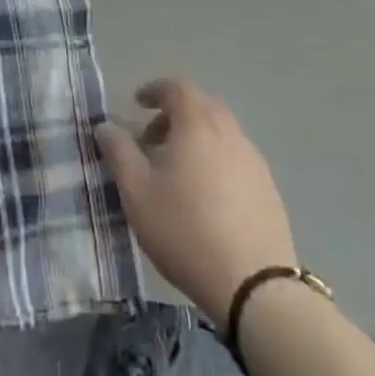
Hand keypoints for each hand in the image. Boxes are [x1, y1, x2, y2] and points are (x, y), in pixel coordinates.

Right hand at [97, 79, 298, 330]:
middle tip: (152, 140)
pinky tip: (206, 198)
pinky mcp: (269, 190)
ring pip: (220, 134)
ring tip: (176, 173)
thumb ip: (119, 152)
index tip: (137, 103)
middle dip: (173, 116)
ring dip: (196, 140)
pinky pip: (236, 160)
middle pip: (201, 107)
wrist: (255, 286)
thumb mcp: (138, 192)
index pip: (176, 88)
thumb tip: (105, 125)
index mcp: (198, 123)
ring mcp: (253, 161)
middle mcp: (229, 132)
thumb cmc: (186, 230)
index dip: (155, 91)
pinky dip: (216, 162)